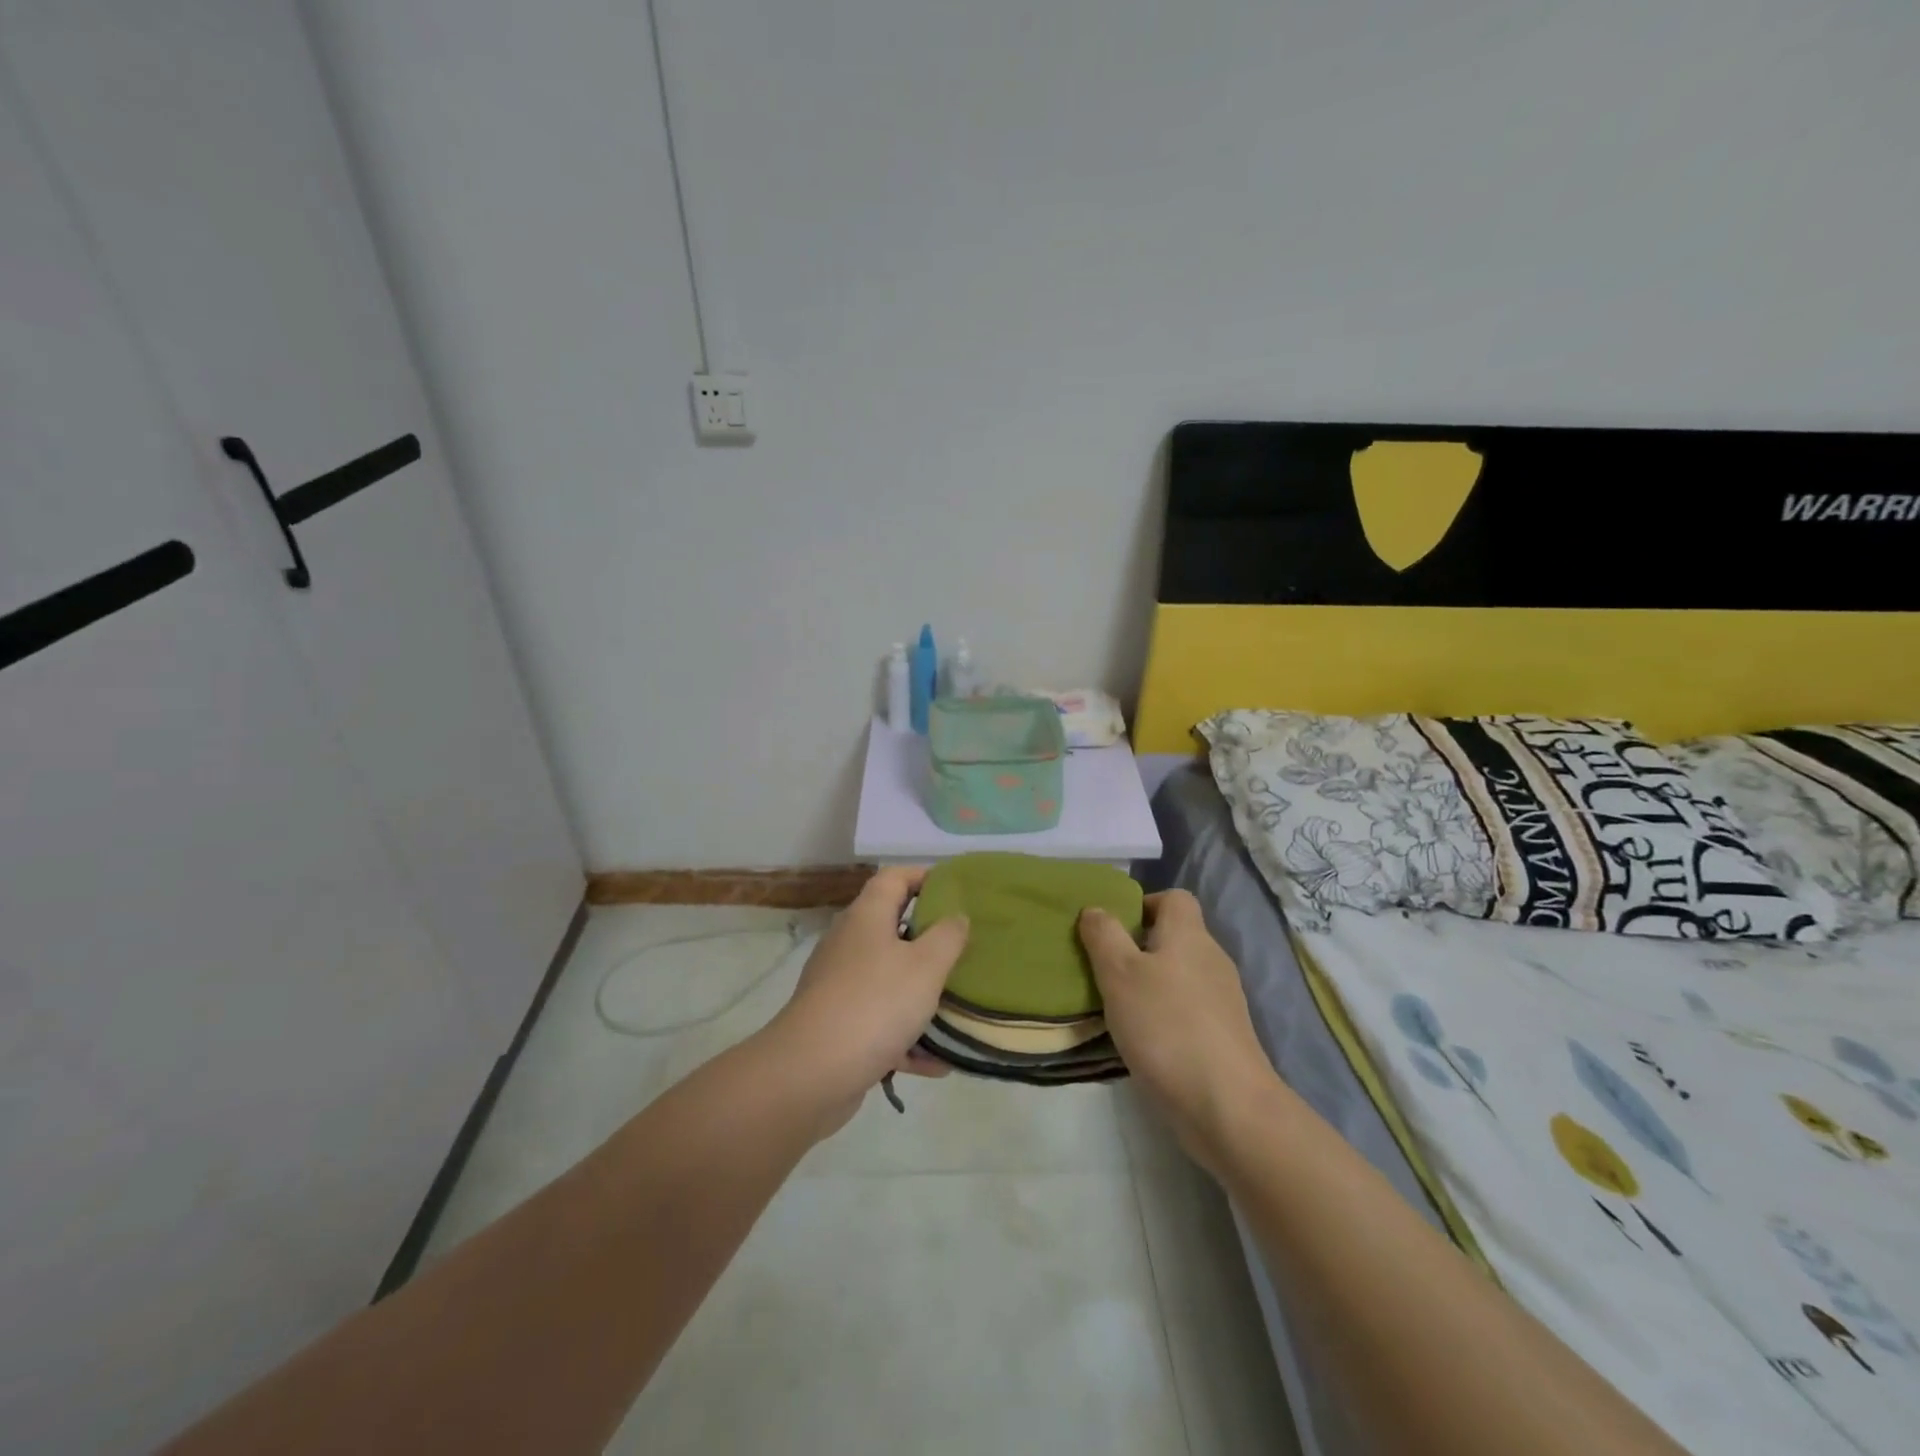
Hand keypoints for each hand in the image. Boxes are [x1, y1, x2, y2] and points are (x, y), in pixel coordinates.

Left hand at [766, 866, 968, 1130]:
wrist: (809, 1074)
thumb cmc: (874, 1004)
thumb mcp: (926, 966)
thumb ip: (948, 936)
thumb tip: (956, 916)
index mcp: (867, 917)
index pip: (894, 878)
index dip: (925, 876)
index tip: (958, 890)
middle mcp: (850, 944)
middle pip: (893, 928)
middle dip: (931, 939)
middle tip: (966, 949)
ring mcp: (840, 986)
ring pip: (889, 979)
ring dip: (922, 994)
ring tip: (959, 1007)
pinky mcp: (838, 1026)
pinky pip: (880, 1023)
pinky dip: (907, 1038)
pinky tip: (937, 1063)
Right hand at [1079, 890, 1275, 1172]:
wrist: (1227, 1105)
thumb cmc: (1166, 1026)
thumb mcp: (1119, 974)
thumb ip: (1104, 936)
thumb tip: (1095, 909)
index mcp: (1190, 935)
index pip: (1175, 898)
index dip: (1143, 904)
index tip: (1114, 929)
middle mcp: (1212, 959)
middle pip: (1176, 936)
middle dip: (1140, 947)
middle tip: (1105, 969)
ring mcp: (1224, 1000)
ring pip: (1181, 975)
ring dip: (1151, 984)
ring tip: (1118, 1006)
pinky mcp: (1225, 1035)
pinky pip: (1189, 1009)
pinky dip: (1166, 1015)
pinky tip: (1144, 1038)